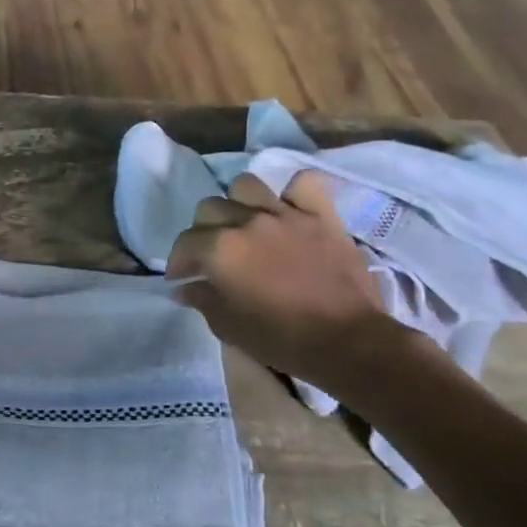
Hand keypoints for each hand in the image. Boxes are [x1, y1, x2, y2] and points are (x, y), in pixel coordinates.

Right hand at [165, 171, 408, 393]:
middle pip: (210, 207)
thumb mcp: (227, 325)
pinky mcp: (322, 216)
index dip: (179, 261)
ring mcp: (286, 214)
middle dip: (203, 230)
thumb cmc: (280, 338)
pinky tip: (287, 209)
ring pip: (246, 186)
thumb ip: (201, 299)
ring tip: (245, 224)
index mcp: (220, 248)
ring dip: (239, 203)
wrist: (347, 342)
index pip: (185, 242)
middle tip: (212, 253)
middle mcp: (248, 222)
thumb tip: (185, 287)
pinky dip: (292, 193)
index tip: (183, 277)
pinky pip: (303, 184)